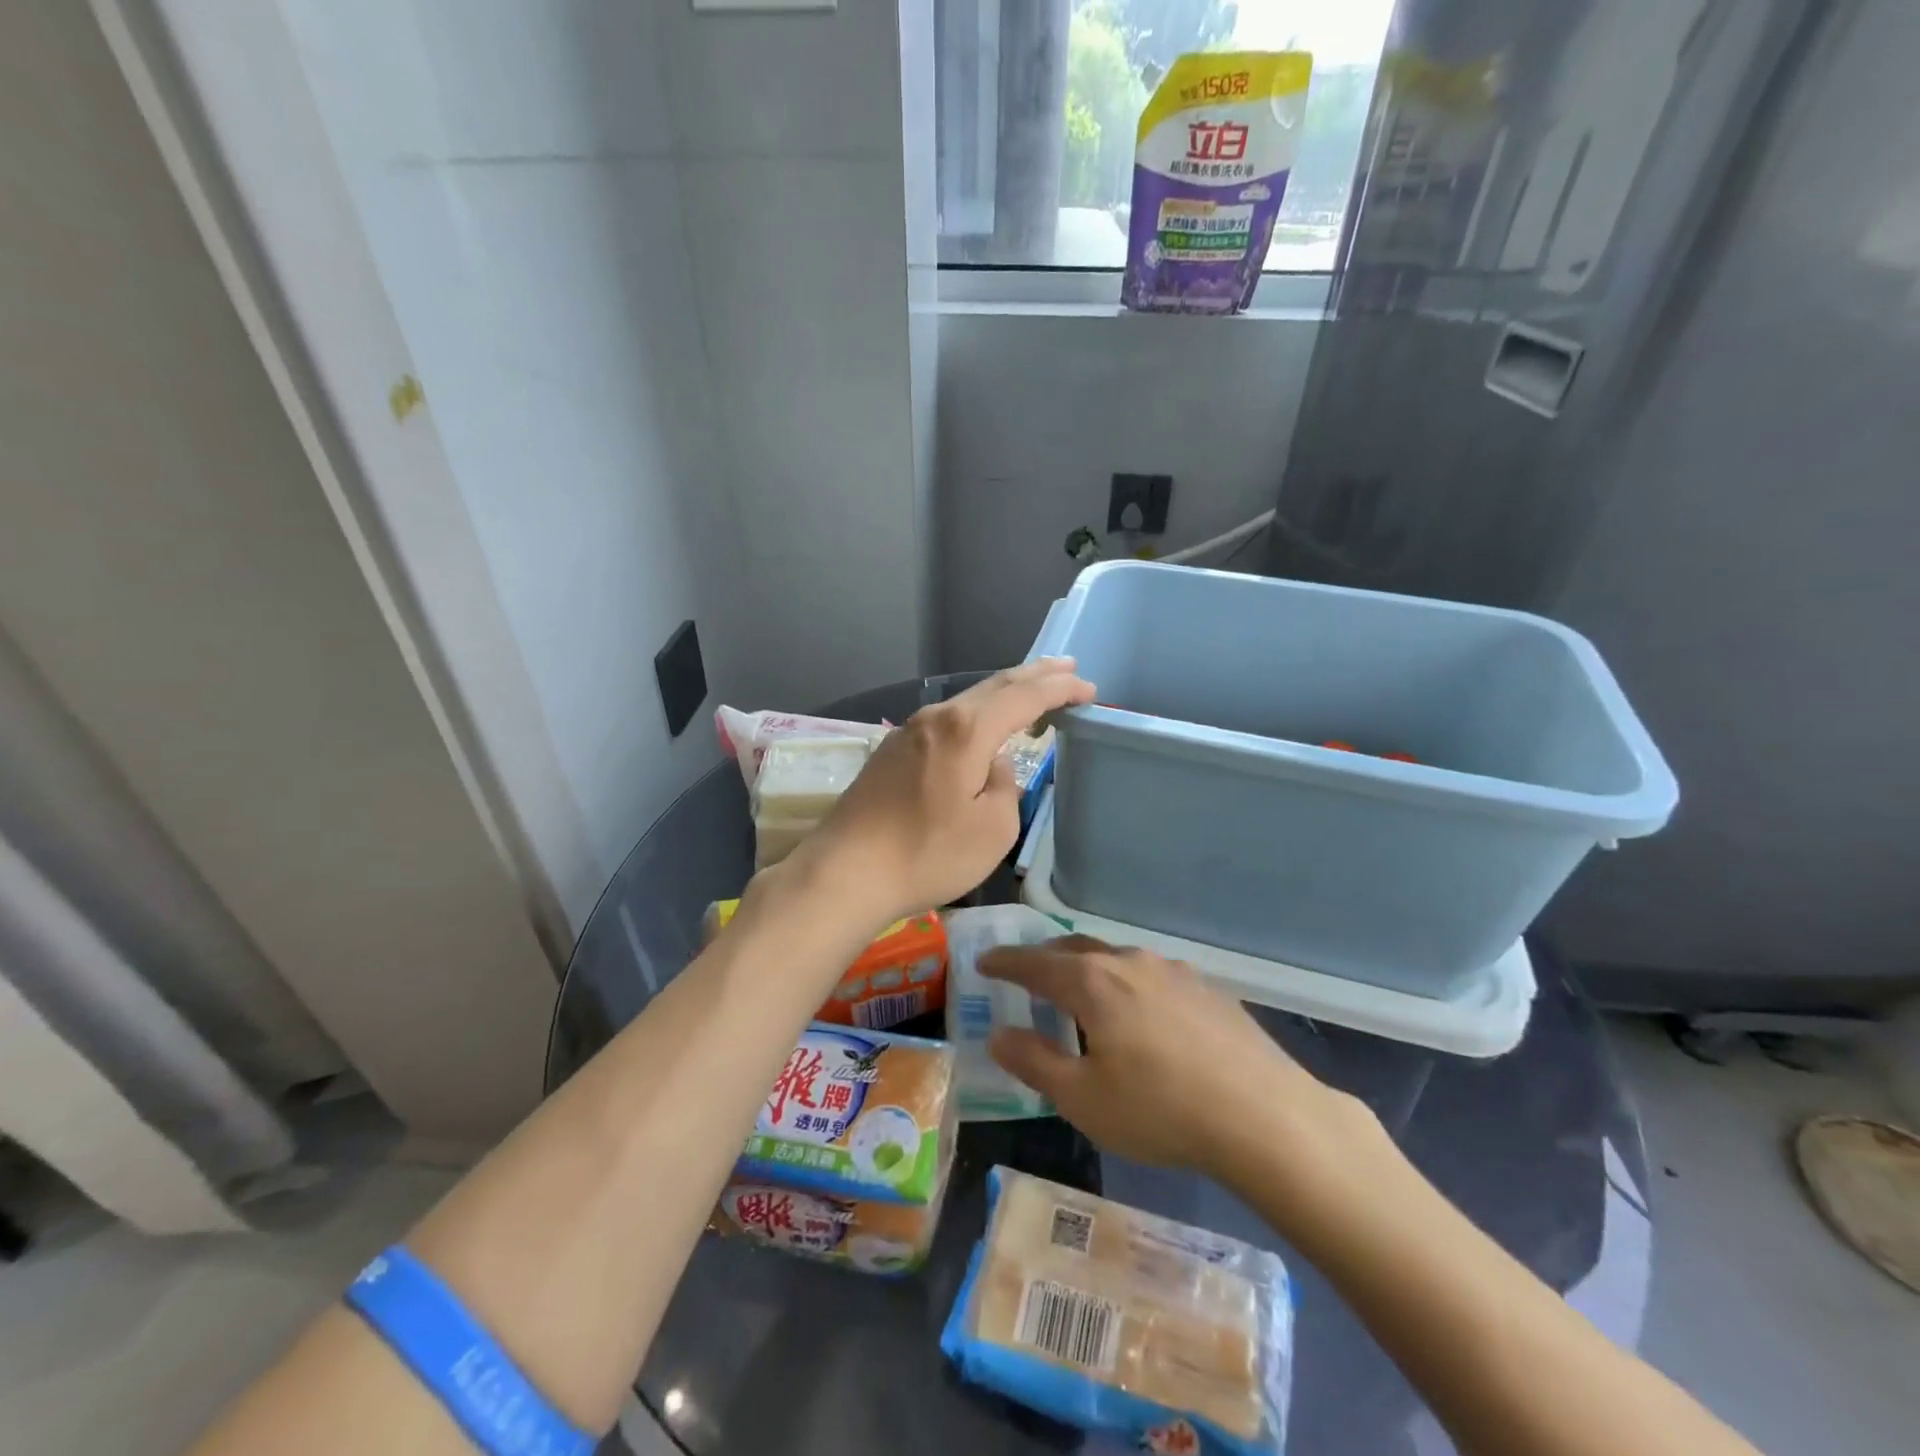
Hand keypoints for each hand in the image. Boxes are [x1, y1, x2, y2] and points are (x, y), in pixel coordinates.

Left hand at [799, 659, 1094, 924]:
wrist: (845, 872)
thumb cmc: (927, 854)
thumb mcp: (993, 830)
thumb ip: (1004, 787)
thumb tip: (991, 767)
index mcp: (966, 730)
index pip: (1024, 696)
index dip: (1060, 689)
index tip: (1088, 689)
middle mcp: (936, 718)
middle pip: (994, 686)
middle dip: (1034, 675)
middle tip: (1066, 667)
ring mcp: (908, 732)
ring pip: (967, 701)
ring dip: (1003, 693)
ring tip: (1031, 689)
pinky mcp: (891, 752)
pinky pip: (946, 720)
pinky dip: (976, 714)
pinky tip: (981, 725)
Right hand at [982, 937, 1377, 1187]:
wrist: (1265, 1115)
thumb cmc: (1161, 1110)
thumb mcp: (1083, 1099)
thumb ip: (1034, 1062)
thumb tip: (998, 1035)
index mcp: (1092, 983)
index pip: (1034, 963)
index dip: (1005, 962)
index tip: (983, 961)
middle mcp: (1129, 963)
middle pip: (1075, 950)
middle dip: (1044, 959)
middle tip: (1025, 975)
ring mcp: (1172, 971)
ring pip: (1115, 959)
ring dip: (1088, 970)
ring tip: (1080, 994)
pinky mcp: (1205, 988)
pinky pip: (1149, 974)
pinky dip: (1125, 983)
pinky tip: (1138, 1013)